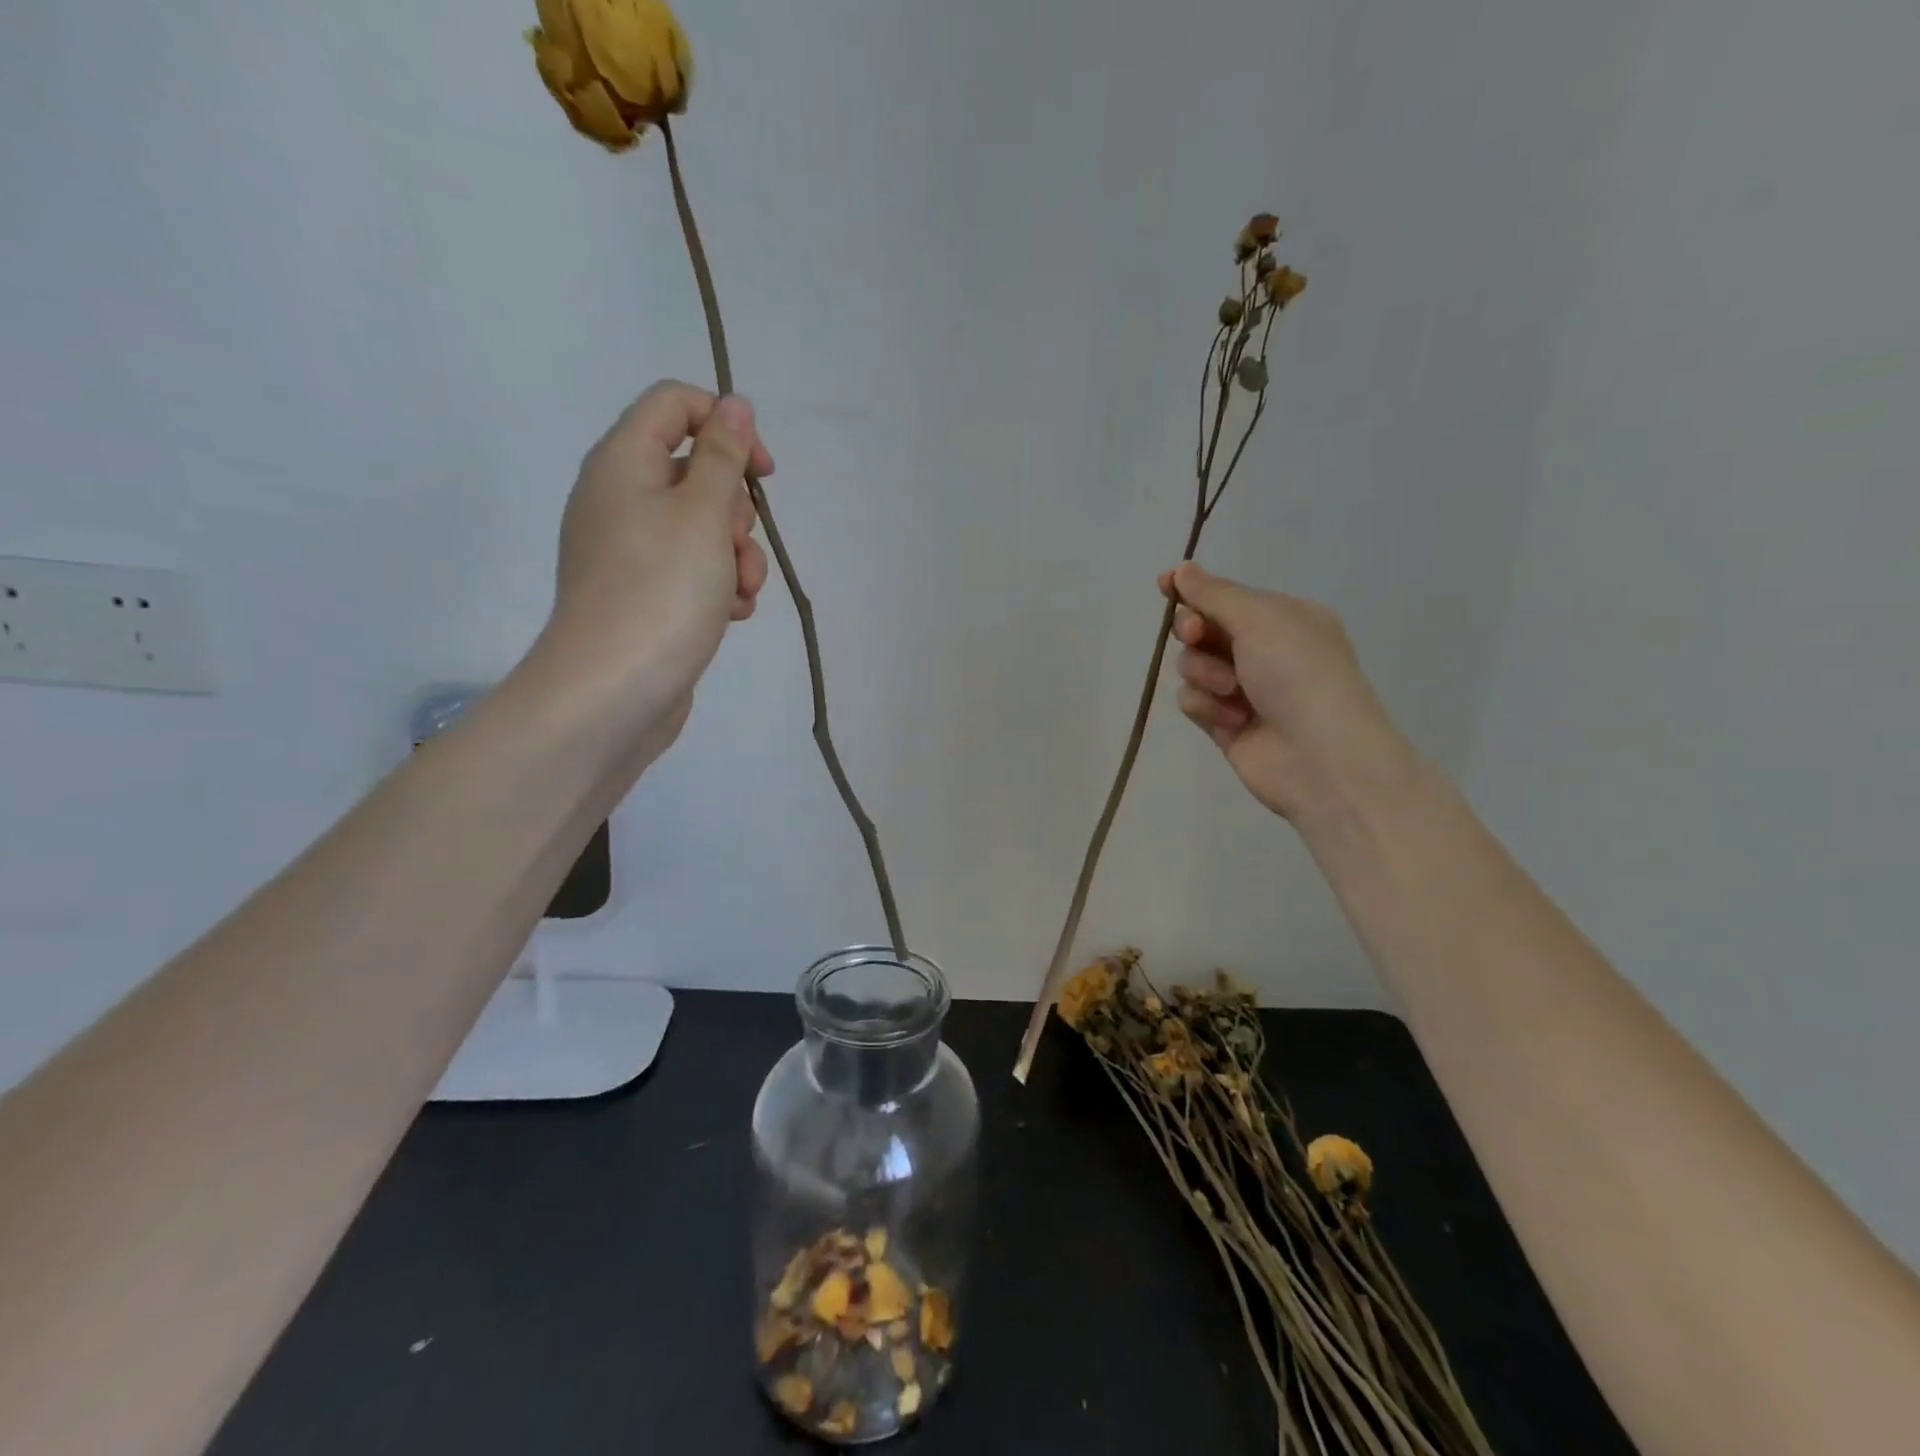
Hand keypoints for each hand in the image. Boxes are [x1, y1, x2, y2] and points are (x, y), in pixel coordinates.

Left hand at [539, 381, 774, 755]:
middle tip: (735, 543)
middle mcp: (621, 498)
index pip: (674, 404)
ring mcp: (631, 550)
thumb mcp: (702, 513)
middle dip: (735, 508)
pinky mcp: (645, 593)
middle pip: (696, 472)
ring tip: (739, 592)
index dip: (725, 425)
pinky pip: (694, 570)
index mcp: (623, 463)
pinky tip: (731, 614)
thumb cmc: (661, 591)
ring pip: (703, 528)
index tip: (763, 471)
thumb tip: (735, 405)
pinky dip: (719, 585)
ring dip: (736, 555)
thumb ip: (723, 455)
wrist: (614, 691)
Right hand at [1162, 562, 1416, 824]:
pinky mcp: (1226, 723)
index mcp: (1283, 618)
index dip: (1194, 590)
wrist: (1321, 756)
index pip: (1226, 596)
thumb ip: (1214, 594)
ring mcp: (1244, 690)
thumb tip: (1181, 569)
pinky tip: (1233, 719)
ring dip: (1204, 673)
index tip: (1164, 584)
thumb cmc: (1298, 673)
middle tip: (1195, 635)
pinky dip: (1207, 706)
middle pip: (1202, 630)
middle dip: (1193, 631)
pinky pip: (1193, 701)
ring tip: (1231, 690)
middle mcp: (1264, 651)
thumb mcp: (1260, 618)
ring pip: (1192, 666)